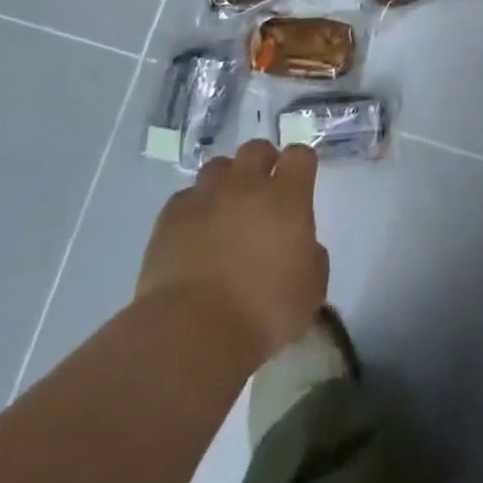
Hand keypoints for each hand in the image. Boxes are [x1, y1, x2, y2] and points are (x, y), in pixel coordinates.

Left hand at [136, 140, 327, 364]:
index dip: (301, 165)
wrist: (192, 333)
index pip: (300, 156)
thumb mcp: (311, 290)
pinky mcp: (170, 218)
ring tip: (226, 209)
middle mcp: (246, 186)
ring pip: (218, 167)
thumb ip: (312, 257)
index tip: (301, 182)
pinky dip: (194, 209)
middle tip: (263, 191)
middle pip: (256, 149)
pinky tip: (195, 233)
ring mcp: (205, 198)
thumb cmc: (263, 313)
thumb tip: (302, 248)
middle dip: (263, 162)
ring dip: (227, 181)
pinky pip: (186, 198)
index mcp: (287, 197)